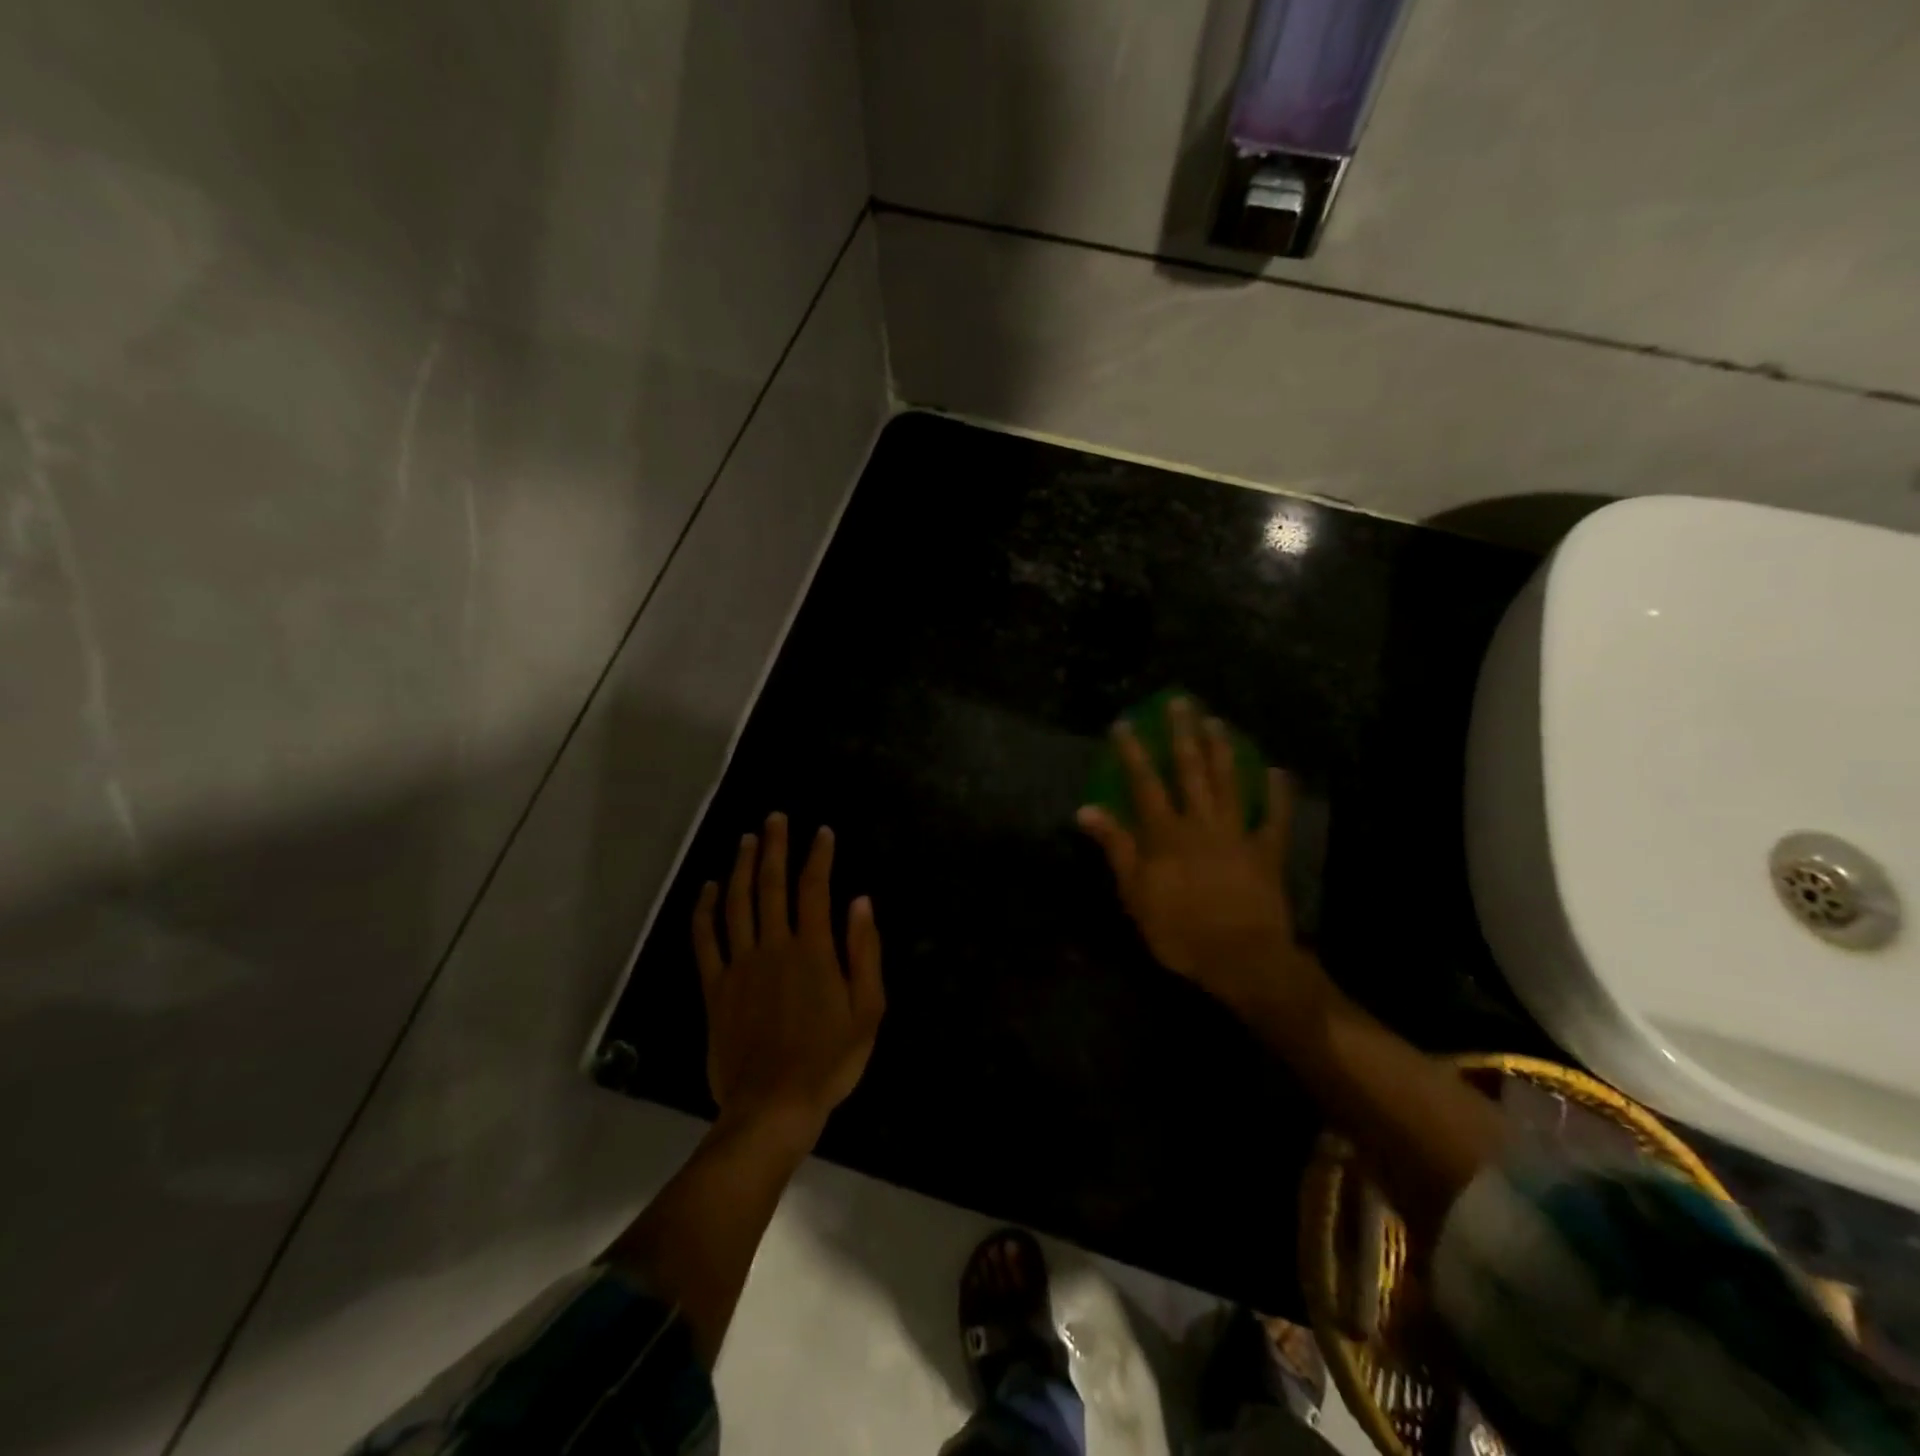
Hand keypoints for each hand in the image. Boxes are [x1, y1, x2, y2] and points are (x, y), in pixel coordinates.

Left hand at [693, 813, 884, 1144]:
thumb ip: (864, 952)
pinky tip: (709, 889)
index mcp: (814, 951)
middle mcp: (774, 947)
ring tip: (746, 839)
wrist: (774, 1106)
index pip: (815, 889)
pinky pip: (705, 941)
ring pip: (737, 904)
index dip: (818, 856)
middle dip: (775, 847)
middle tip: (775, 818)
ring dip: (741, 867)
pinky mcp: (715, 989)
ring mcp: (740, 966)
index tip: (822, 832)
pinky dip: (705, 911)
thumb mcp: (868, 1010)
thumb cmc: (830, 1060)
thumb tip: (860, 902)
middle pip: (771, 885)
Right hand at [1076, 699, 1328, 1023]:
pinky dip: (1277, 793)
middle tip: (1180, 702)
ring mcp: (1237, 833)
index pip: (1145, 783)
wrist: (1240, 958)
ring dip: (1222, 750)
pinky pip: (1273, 817)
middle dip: (1183, 734)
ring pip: (1229, 783)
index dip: (1133, 752)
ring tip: (1217, 722)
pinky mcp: (1267, 851)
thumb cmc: (1179, 930)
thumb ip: (1115, 847)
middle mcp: (1201, 823)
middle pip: (1191, 770)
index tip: (1125, 723)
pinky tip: (1278, 771)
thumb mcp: (1135, 893)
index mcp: (1165, 834)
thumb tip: (1087, 810)